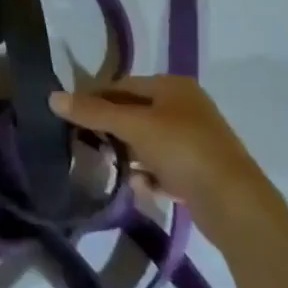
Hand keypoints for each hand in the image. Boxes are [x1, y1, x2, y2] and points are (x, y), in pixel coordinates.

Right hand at [49, 77, 267, 226]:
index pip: (124, 84)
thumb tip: (52, 97)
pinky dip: (149, 175)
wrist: (234, 203)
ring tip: (108, 166)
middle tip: (85, 142)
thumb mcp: (134, 126)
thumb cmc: (183, 149)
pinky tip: (138, 186)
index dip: (96, 97)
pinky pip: (164, 168)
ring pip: (149, 141)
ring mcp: (195, 140)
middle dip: (111, 128)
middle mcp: (186, 107)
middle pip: (136, 112)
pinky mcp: (200, 172)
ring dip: (129, 153)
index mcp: (173, 86)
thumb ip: (94, 112)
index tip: (70, 114)